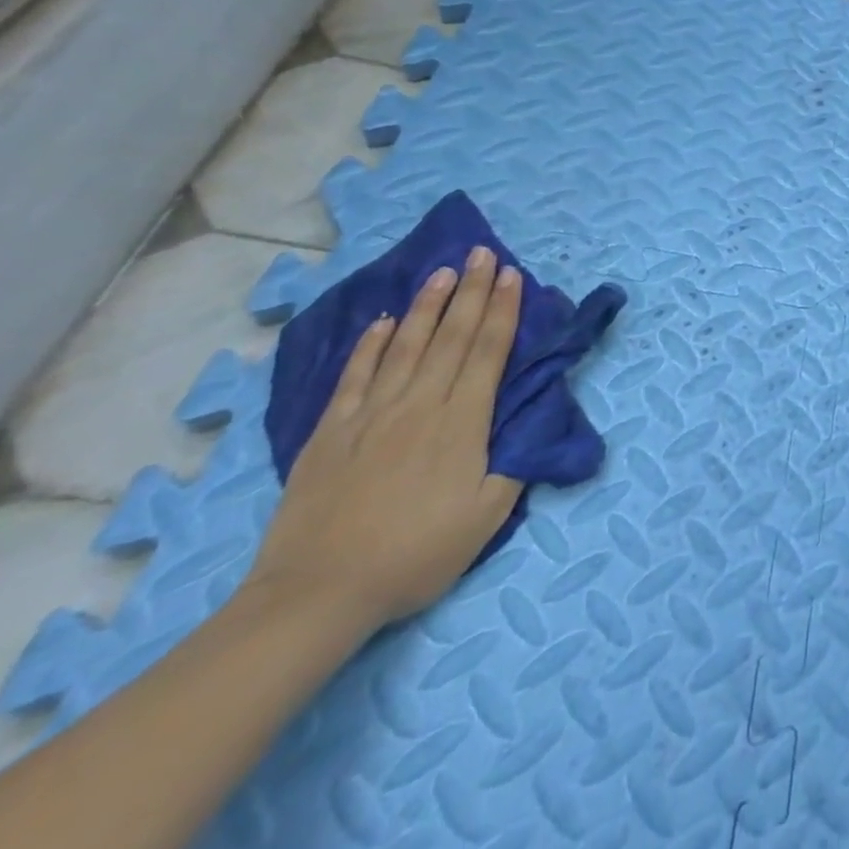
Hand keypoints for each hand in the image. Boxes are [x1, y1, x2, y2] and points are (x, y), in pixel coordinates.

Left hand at [247, 247, 524, 630]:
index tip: (511, 275)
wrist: (318, 594)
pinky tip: (382, 322)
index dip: (502, 310)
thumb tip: (531, 422)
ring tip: (442, 272)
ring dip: (427, 306)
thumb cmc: (416, 555)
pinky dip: (370, 345)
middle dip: (471, 292)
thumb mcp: (488, 517)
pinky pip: (355, 377)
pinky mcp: (330, 433)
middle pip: (451, 336)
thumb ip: (514, 464)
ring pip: (405, 345)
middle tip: (481, 253)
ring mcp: (370, 415)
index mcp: (462, 422)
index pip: (488, 351)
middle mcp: (419, 405)